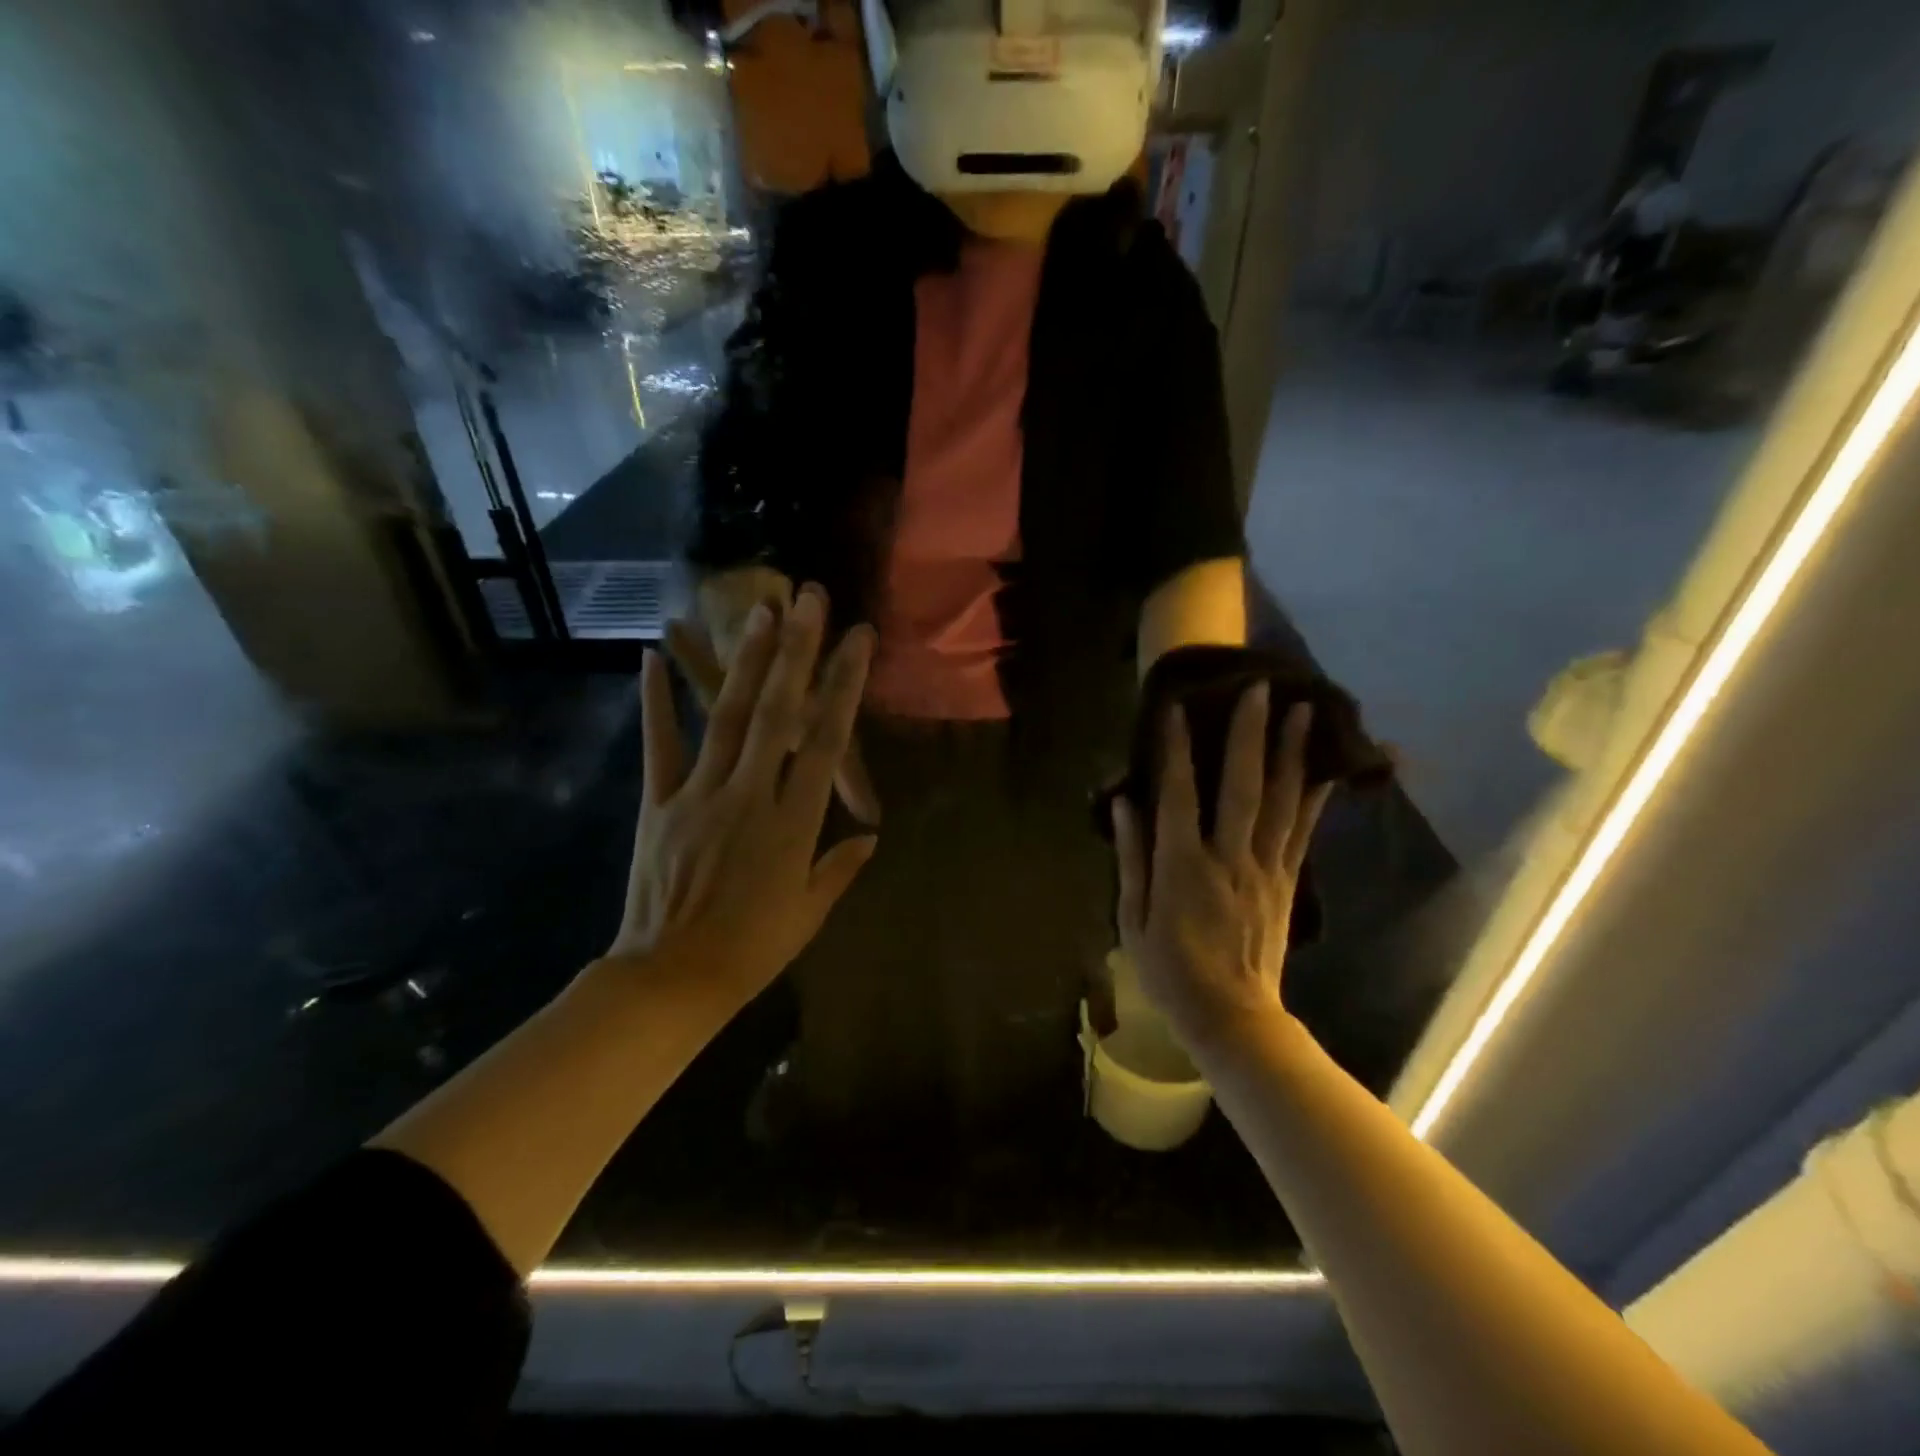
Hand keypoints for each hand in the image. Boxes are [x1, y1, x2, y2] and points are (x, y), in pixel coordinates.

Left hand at [608, 585, 878, 1009]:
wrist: (671, 979)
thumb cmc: (751, 950)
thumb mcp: (809, 913)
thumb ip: (840, 867)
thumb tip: (870, 836)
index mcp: (793, 822)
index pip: (826, 741)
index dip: (844, 686)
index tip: (857, 640)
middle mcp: (750, 795)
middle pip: (778, 712)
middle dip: (796, 651)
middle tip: (807, 599)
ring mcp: (700, 795)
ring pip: (727, 717)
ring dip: (745, 661)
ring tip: (759, 612)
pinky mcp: (659, 803)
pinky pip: (659, 746)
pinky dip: (655, 701)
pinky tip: (650, 657)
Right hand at [1112, 688, 1332, 1053]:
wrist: (1233, 1019)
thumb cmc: (1170, 971)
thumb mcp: (1133, 919)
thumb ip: (1131, 857)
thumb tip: (1125, 803)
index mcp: (1183, 868)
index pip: (1179, 796)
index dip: (1177, 750)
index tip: (1178, 708)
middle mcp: (1229, 859)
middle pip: (1242, 787)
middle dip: (1250, 735)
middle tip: (1261, 689)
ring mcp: (1265, 869)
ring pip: (1281, 802)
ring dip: (1293, 754)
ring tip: (1305, 710)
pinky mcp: (1287, 882)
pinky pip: (1302, 832)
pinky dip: (1315, 796)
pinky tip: (1326, 768)